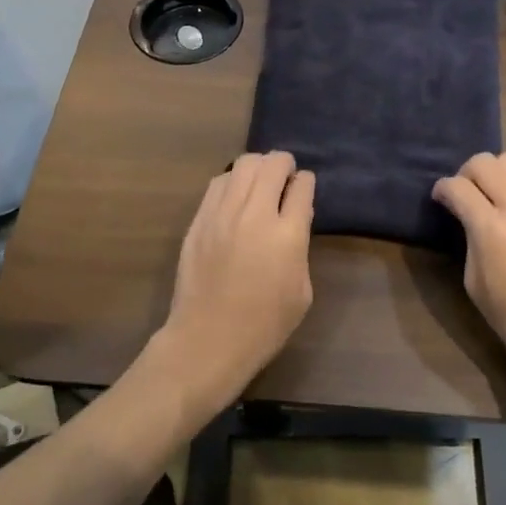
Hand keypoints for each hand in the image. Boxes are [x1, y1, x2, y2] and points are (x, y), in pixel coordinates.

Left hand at [154, 151, 316, 411]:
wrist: (208, 340)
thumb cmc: (264, 325)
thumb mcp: (302, 291)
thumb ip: (301, 248)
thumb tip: (295, 219)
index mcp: (288, 235)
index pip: (302, 186)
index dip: (306, 183)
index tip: (304, 188)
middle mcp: (255, 214)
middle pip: (272, 164)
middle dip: (285, 164)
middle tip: (286, 177)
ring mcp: (222, 214)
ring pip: (244, 165)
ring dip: (259, 167)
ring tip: (261, 182)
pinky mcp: (199, 220)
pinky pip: (218, 183)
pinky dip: (233, 181)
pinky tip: (236, 196)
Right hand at [432, 152, 505, 412]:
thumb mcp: (475, 283)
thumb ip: (470, 239)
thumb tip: (468, 216)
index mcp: (491, 230)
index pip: (458, 187)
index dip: (442, 189)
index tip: (440, 198)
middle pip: (485, 162)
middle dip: (466, 173)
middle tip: (464, 195)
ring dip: (495, 173)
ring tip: (492, 196)